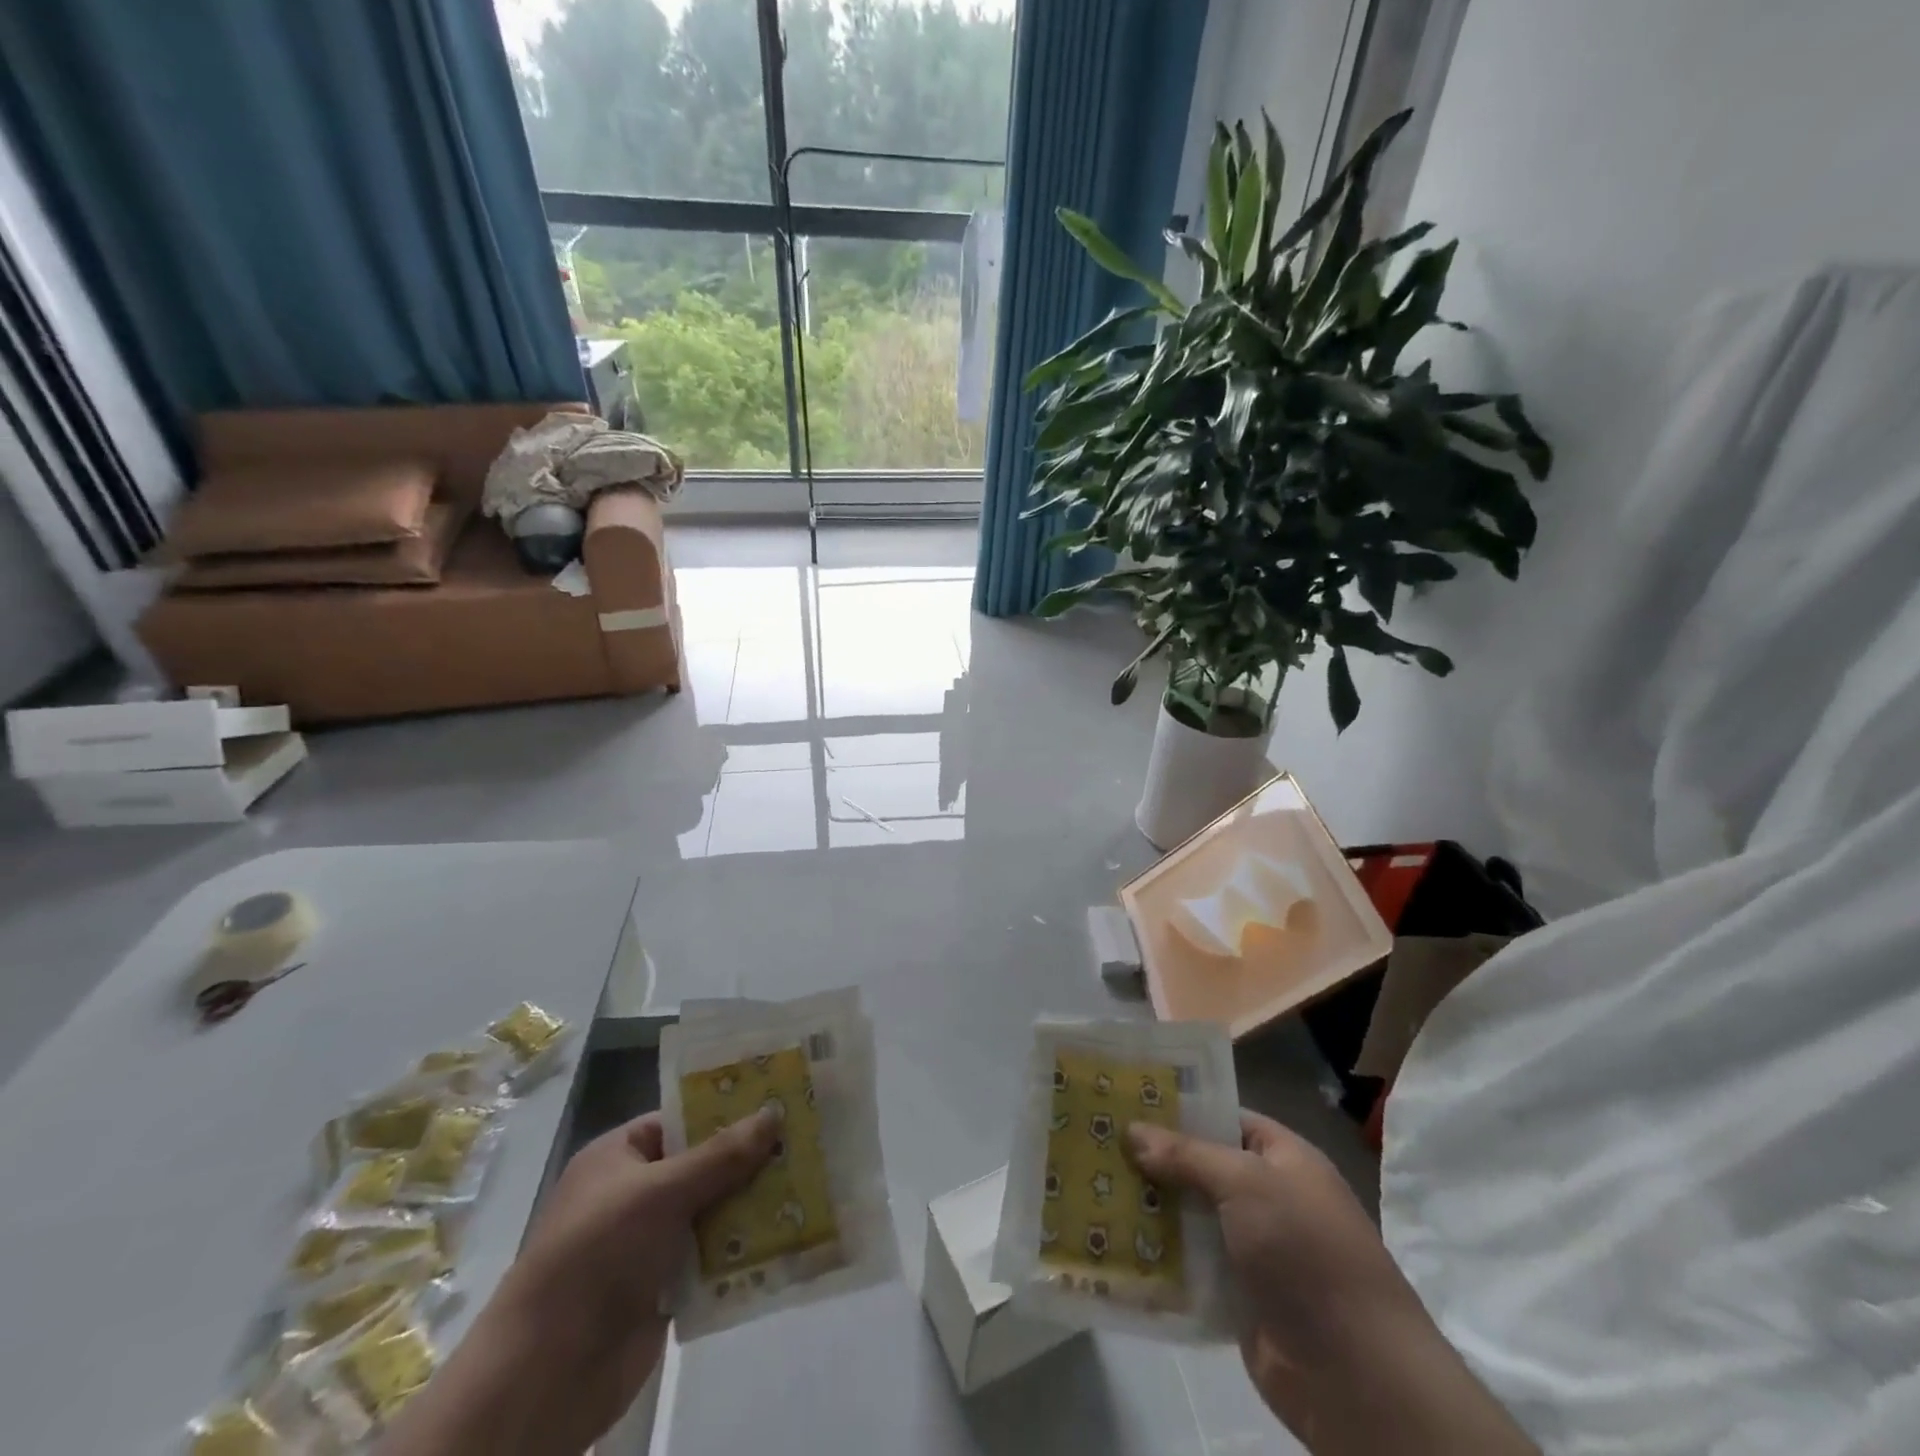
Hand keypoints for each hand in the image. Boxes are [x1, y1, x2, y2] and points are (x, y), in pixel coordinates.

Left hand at [377, 1108, 776, 1455]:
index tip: (780, 1099)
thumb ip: (720, 1155)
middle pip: (704, 1163)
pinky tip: (790, 1236)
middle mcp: (635, 1192)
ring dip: (754, 1203)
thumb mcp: (660, 1193)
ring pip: (714, 1209)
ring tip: (811, 1183)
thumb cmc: (596, 1256)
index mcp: (620, 1156)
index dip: (729, 1108)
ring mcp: (649, 1241)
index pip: (683, 1118)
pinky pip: (713, 1255)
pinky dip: (744, 1248)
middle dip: (751, 1157)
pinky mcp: (664, 1286)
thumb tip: (775, 1112)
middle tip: (807, 1139)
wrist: (545, 1376)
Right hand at [1128, 1111, 1536, 1455]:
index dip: (1179, 1108)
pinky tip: (1113, 1243)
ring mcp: (1254, 1250)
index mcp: (1283, 1158)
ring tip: (1091, 1187)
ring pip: (1190, 1216)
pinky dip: (1159, 1257)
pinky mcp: (1238, 1298)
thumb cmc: (1306, 1252)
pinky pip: (1190, 1266)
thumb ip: (1187, 1155)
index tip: (1127, 1100)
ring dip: (1150, 1208)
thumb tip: (1132, 1130)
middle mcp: (1268, 1198)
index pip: (1224, 1117)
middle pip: (1201, 1167)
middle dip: (1153, 1159)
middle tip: (1096, 1141)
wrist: (1358, 1376)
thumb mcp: (1246, 1184)